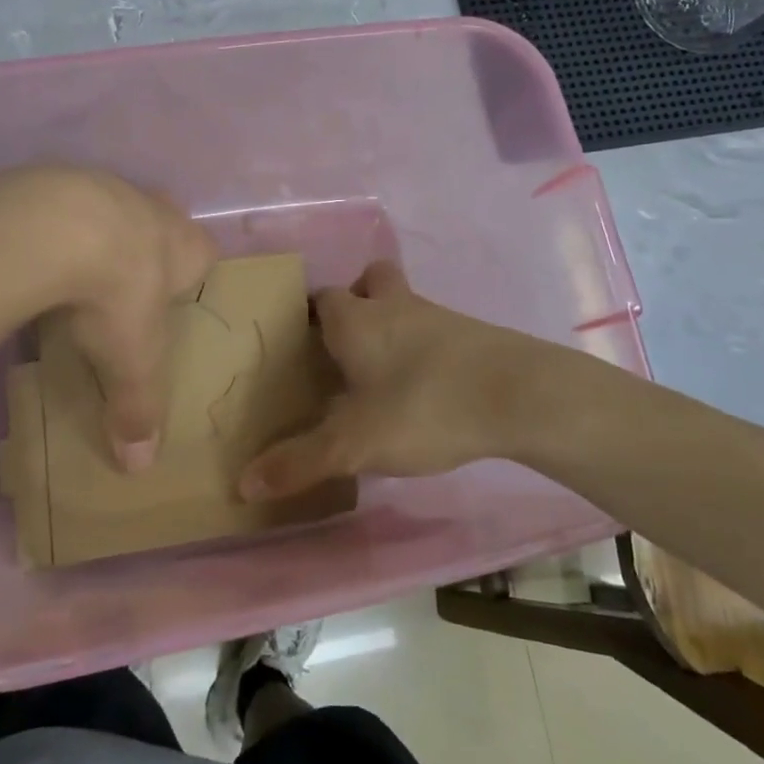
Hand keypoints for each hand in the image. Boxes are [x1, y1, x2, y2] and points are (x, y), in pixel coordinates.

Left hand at [0, 166, 215, 471]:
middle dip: (147, 245)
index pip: (205, 253)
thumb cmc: (117, 294)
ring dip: (95, 232)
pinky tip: (28, 253)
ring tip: (69, 270)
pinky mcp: (52, 178)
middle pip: (160, 220)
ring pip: (109, 206)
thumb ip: (138, 409)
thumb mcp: (131, 361)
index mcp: (184, 245)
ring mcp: (102, 185)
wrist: (54, 228)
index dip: (192, 272)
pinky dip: (48, 225)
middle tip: (123, 282)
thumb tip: (140, 467)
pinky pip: (57, 202)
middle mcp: (151, 207)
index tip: (172, 296)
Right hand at [237, 261, 571, 499]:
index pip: (320, 298)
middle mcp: (394, 306)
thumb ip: (300, 462)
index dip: (307, 315)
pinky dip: (424, 348)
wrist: (519, 394)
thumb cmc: (424, 406)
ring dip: (392, 325)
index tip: (298, 342)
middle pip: (369, 280)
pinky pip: (435, 330)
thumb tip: (244, 483)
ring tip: (382, 375)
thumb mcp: (354, 443)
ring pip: (405, 304)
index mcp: (356, 319)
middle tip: (345, 345)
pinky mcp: (472, 335)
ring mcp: (438, 316)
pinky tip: (426, 389)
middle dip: (356, 301)